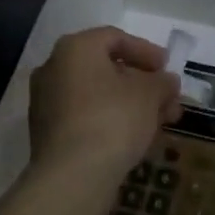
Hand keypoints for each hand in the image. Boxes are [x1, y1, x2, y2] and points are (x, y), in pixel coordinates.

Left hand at [27, 28, 180, 200]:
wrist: (72, 176)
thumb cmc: (113, 119)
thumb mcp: (149, 94)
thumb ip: (162, 82)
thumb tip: (167, 81)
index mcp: (75, 49)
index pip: (115, 38)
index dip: (146, 51)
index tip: (167, 68)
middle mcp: (54, 68)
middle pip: (106, 68)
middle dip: (142, 84)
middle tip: (168, 99)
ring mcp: (46, 102)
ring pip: (97, 95)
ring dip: (130, 104)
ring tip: (159, 122)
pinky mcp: (46, 133)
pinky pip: (85, 116)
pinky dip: (110, 120)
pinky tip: (135, 138)